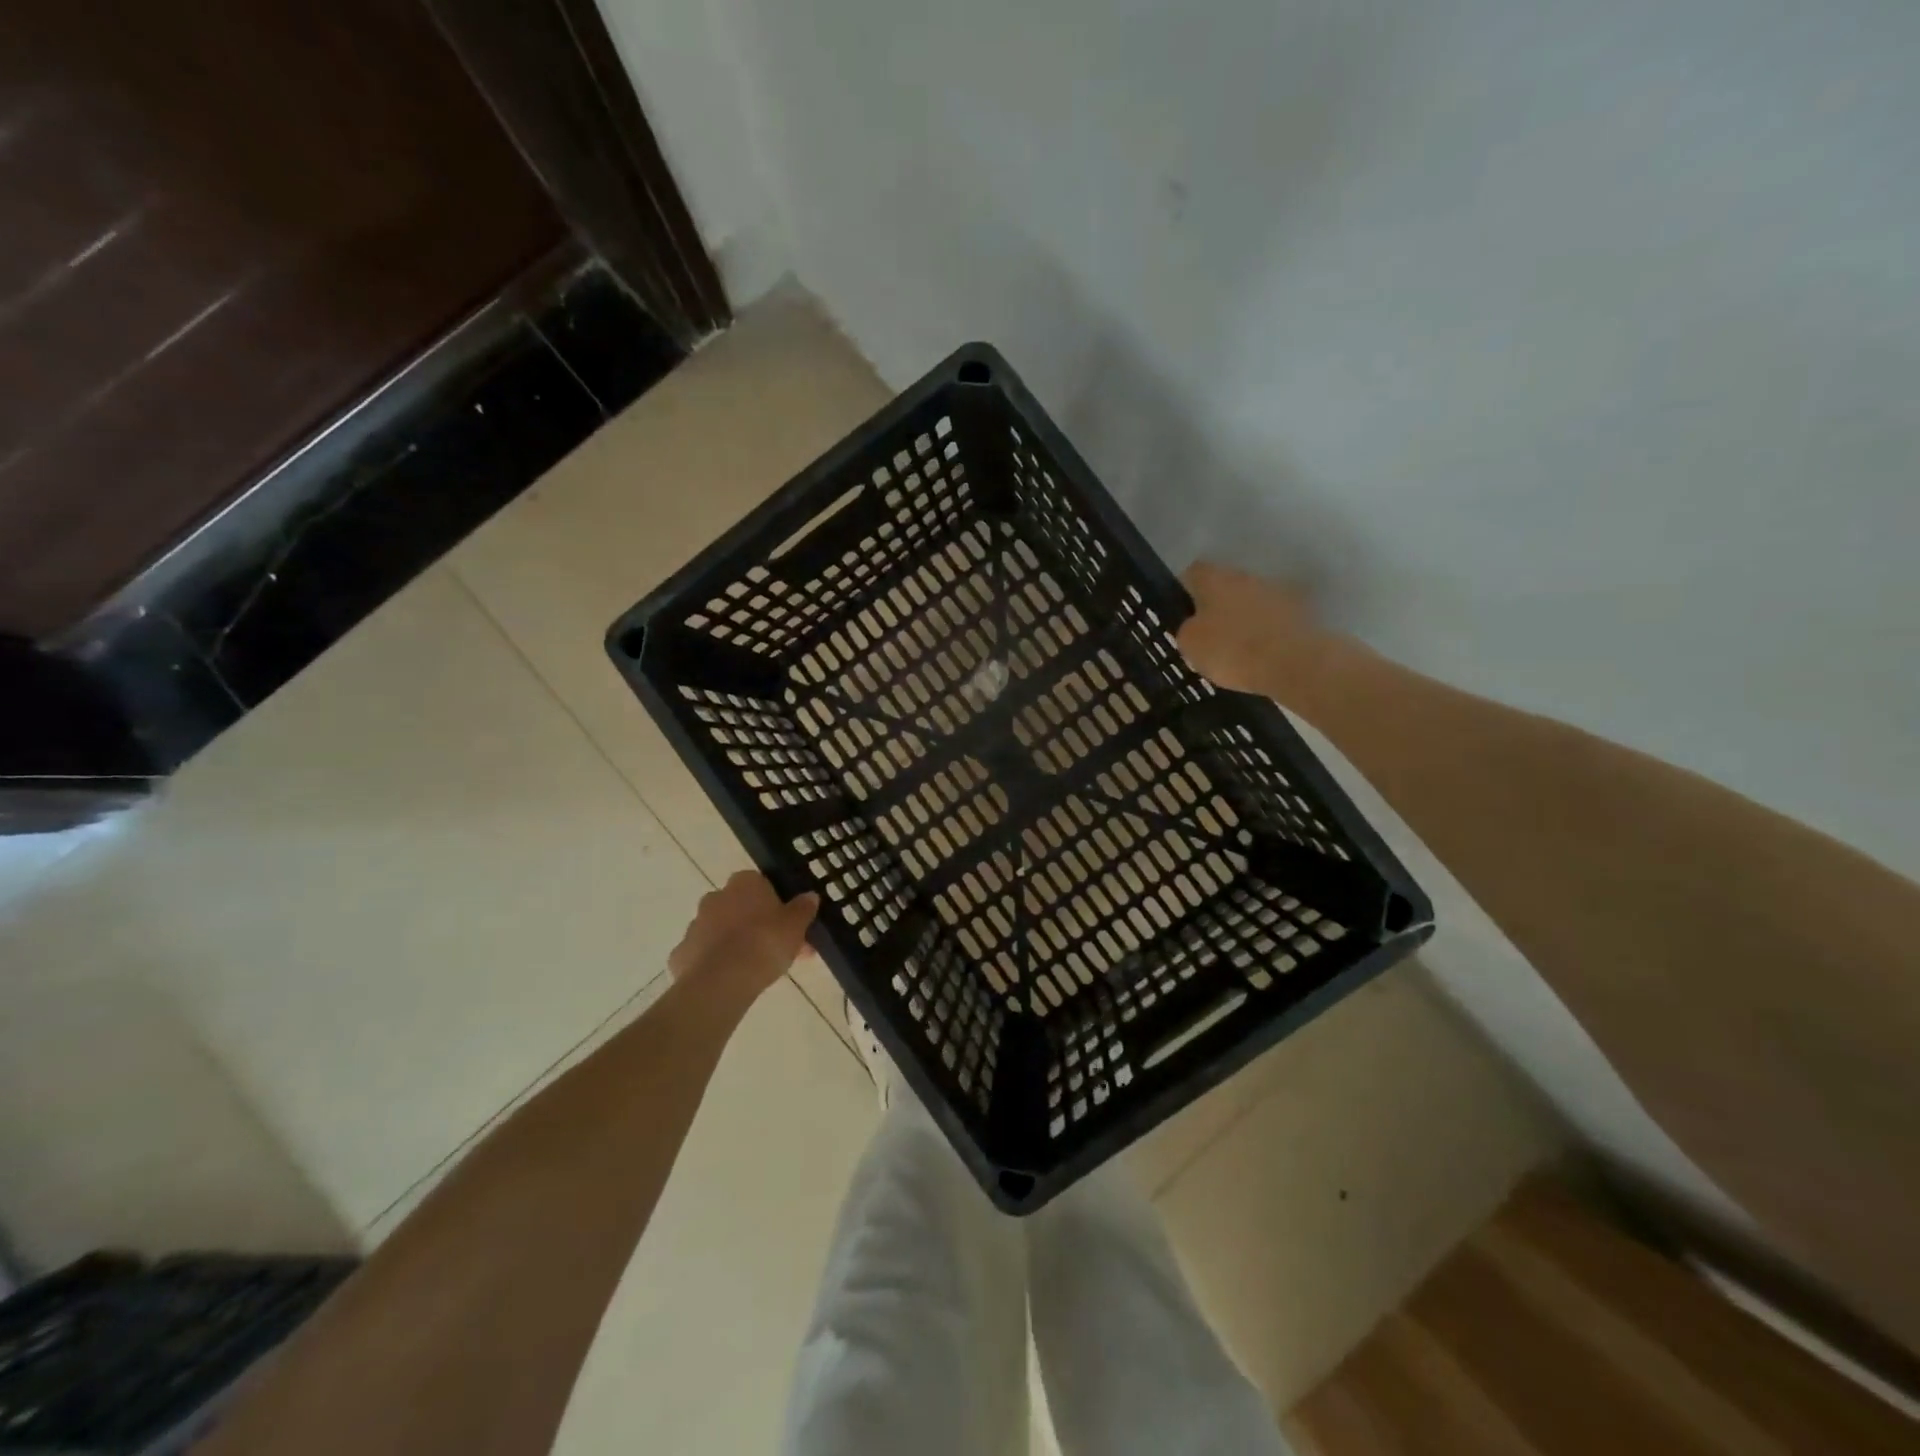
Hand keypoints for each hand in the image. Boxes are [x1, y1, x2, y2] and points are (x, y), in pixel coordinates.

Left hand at [668, 872, 818, 1003]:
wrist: (721, 980)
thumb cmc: (765, 943)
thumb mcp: (796, 925)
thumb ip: (803, 909)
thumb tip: (810, 896)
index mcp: (744, 883)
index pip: (762, 884)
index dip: (777, 905)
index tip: (789, 924)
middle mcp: (716, 897)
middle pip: (741, 908)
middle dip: (758, 925)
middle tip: (780, 950)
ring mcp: (695, 925)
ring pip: (722, 931)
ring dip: (738, 943)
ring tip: (759, 970)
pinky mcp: (682, 953)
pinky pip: (704, 954)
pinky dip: (717, 963)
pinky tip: (733, 980)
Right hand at [1177, 561, 1337, 698]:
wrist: (1294, 663)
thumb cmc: (1232, 649)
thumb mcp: (1191, 645)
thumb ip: (1188, 629)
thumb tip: (1195, 625)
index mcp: (1215, 579)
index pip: (1193, 573)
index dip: (1185, 590)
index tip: (1182, 611)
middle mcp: (1246, 576)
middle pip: (1225, 585)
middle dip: (1217, 605)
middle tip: (1209, 632)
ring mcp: (1277, 592)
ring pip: (1251, 600)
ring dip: (1244, 617)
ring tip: (1238, 647)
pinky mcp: (1301, 612)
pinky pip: (1273, 619)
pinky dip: (1266, 631)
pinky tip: (1261, 654)